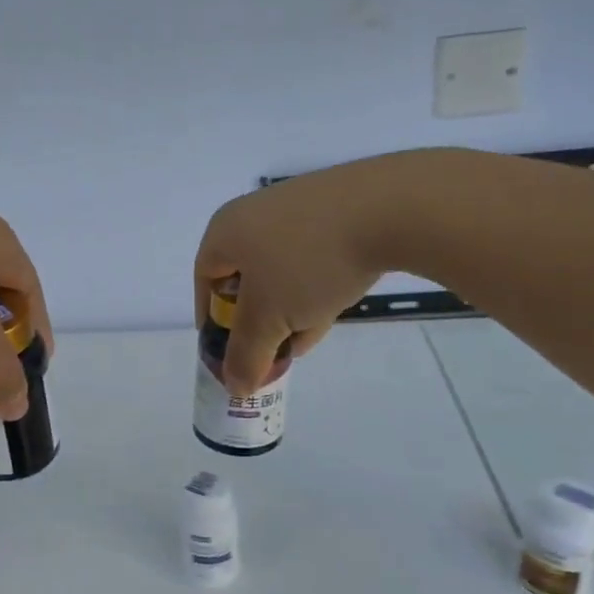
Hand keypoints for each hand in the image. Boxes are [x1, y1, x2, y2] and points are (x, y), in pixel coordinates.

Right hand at [194, 153, 448, 392]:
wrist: (390, 209)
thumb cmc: (308, 263)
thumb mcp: (269, 320)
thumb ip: (246, 356)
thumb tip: (235, 387)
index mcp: (226, 230)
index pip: (204, 278)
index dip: (212, 319)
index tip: (228, 349)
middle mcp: (255, 212)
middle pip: (244, 276)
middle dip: (256, 320)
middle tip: (269, 350)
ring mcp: (298, 207)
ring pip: (282, 270)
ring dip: (287, 309)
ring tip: (303, 339)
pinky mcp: (337, 209)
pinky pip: (313, 256)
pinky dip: (314, 286)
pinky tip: (329, 313)